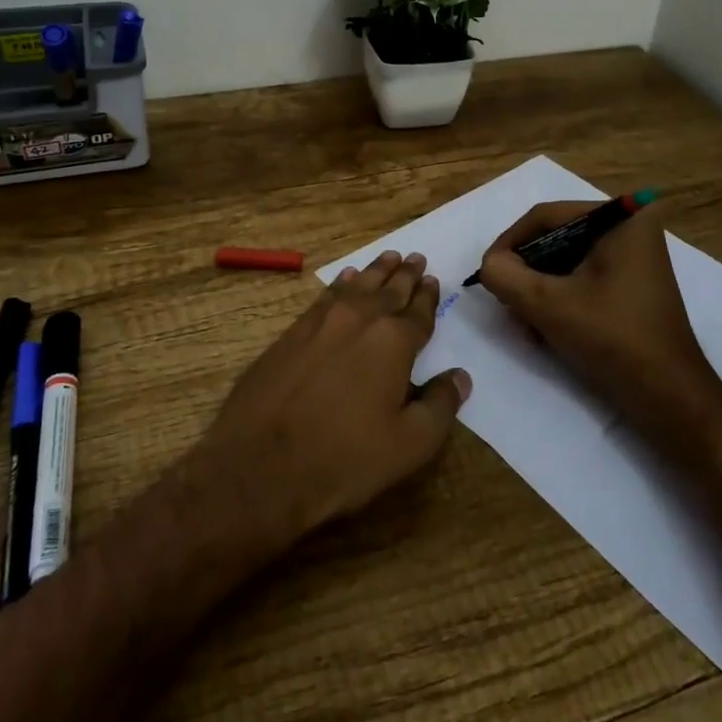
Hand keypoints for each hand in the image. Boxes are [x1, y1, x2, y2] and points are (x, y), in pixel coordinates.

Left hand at [193, 251, 471, 550]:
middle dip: (405, 275)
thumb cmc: (345, 459)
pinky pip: (326, 296)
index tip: (434, 280)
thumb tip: (460, 376)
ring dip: (376, 271)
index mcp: (394, 342)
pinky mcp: (292, 332)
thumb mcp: (409, 444)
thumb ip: (440, 406)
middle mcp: (360, 320)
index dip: (428, 297)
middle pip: (389, 290)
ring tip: (388, 258)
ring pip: (357, 286)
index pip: (419, 313)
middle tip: (416, 257)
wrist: (260, 463)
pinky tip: (346, 278)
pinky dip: (341, 283)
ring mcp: (321, 322)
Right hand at [477, 202, 721, 440]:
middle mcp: (630, 228)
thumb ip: (505, 276)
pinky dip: (558, 299)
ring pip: (565, 262)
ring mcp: (633, 258)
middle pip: (555, 239)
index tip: (487, 272)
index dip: (510, 243)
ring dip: (538, 290)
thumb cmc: (612, 339)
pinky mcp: (630, 285)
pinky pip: (581, 279)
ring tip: (524, 322)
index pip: (546, 217)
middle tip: (505, 300)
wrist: (669, 397)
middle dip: (526, 272)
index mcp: (622, 218)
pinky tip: (544, 330)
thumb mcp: (547, 304)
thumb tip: (490, 265)